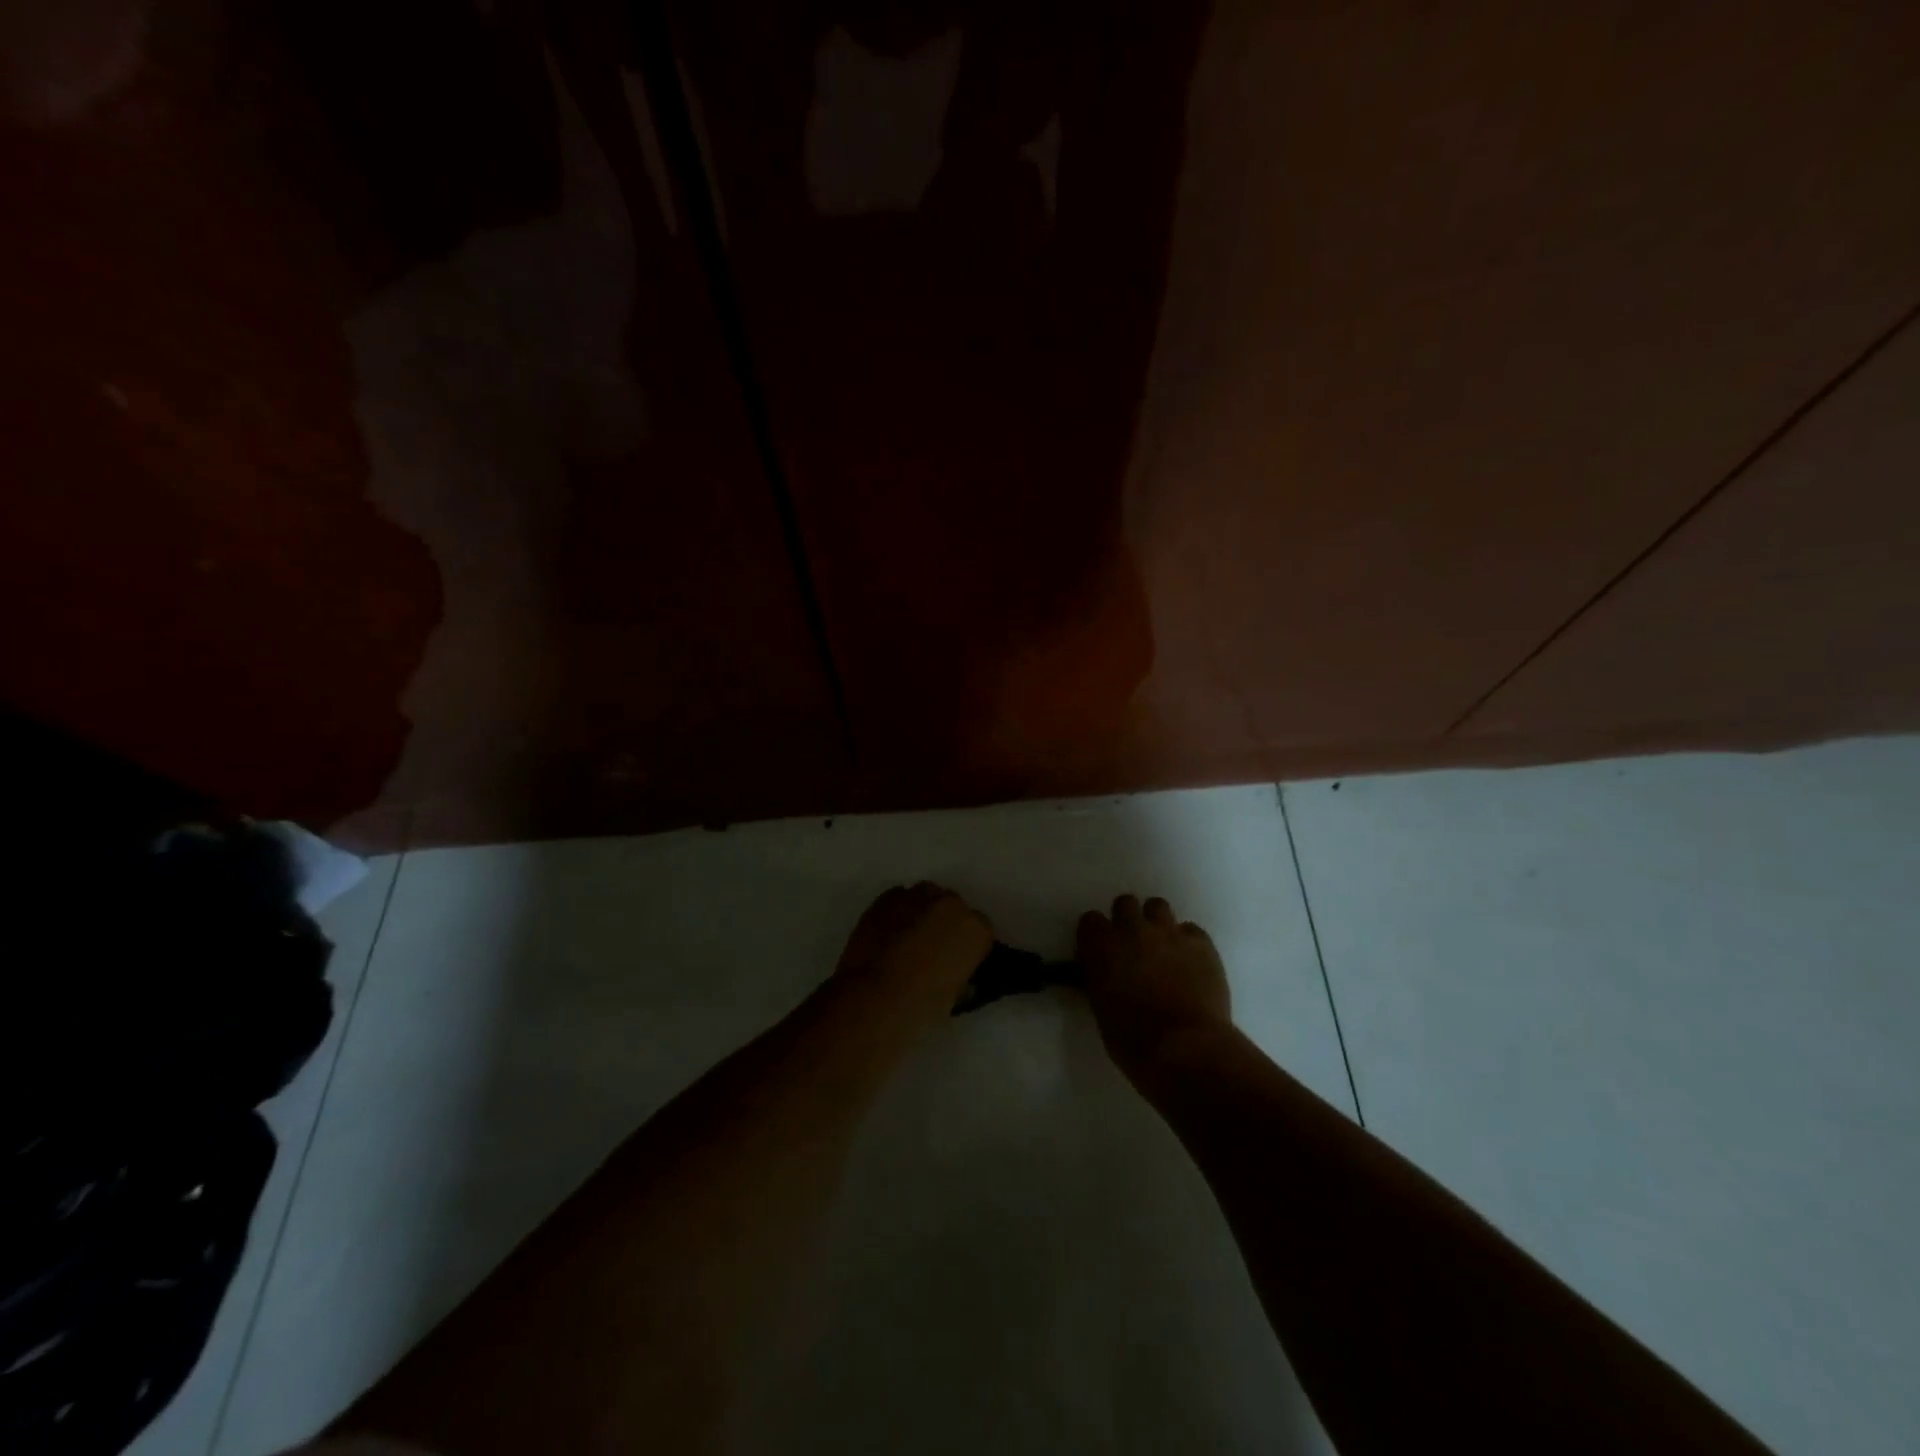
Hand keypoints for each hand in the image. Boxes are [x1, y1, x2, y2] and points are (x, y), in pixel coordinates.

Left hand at [835, 882, 992, 1024]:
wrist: (874, 998)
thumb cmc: (921, 1005)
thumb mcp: (955, 996)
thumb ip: (961, 974)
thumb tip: (955, 971)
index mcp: (975, 930)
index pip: (980, 930)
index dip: (967, 944)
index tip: (956, 959)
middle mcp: (951, 904)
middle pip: (953, 907)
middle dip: (944, 923)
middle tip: (930, 949)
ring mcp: (917, 896)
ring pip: (925, 897)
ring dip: (921, 913)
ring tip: (906, 939)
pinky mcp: (887, 897)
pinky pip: (898, 900)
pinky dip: (897, 913)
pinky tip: (887, 934)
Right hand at [1078, 894, 1231, 1086]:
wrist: (1186, 1048)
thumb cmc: (1134, 1040)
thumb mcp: (1102, 1009)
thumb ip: (1102, 979)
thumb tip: (1109, 975)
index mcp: (1102, 947)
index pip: (1090, 921)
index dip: (1095, 935)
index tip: (1100, 951)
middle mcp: (1133, 930)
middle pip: (1125, 903)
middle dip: (1127, 920)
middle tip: (1133, 946)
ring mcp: (1169, 933)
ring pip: (1158, 906)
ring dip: (1156, 923)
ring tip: (1162, 948)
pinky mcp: (1201, 943)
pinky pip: (1191, 930)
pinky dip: (1188, 942)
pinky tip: (1190, 963)